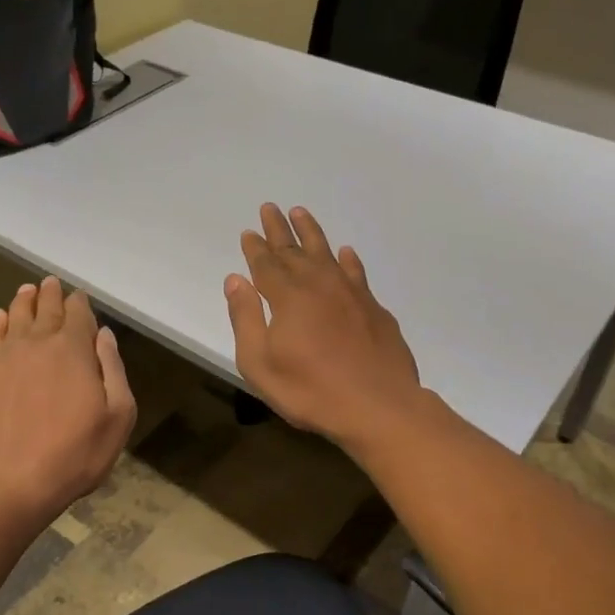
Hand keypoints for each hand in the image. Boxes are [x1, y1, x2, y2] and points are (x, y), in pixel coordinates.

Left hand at [0, 277, 136, 521]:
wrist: (6, 484)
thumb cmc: (73, 455)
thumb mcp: (117, 418)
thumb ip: (113, 370)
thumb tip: (103, 335)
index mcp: (74, 351)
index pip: (78, 315)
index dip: (80, 303)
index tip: (79, 297)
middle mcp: (36, 344)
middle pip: (45, 309)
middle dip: (51, 295)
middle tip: (51, 283)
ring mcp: (2, 358)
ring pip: (14, 318)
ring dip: (23, 302)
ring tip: (27, 291)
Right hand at [224, 203, 424, 448]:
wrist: (379, 406)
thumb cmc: (311, 391)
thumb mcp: (260, 364)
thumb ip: (245, 319)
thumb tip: (235, 280)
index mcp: (287, 297)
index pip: (266, 264)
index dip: (256, 248)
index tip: (249, 232)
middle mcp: (318, 285)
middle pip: (294, 250)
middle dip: (279, 230)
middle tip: (270, 208)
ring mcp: (350, 294)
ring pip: (326, 253)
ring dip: (311, 232)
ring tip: (301, 212)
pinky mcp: (374, 308)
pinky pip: (357, 272)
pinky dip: (349, 260)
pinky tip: (346, 253)